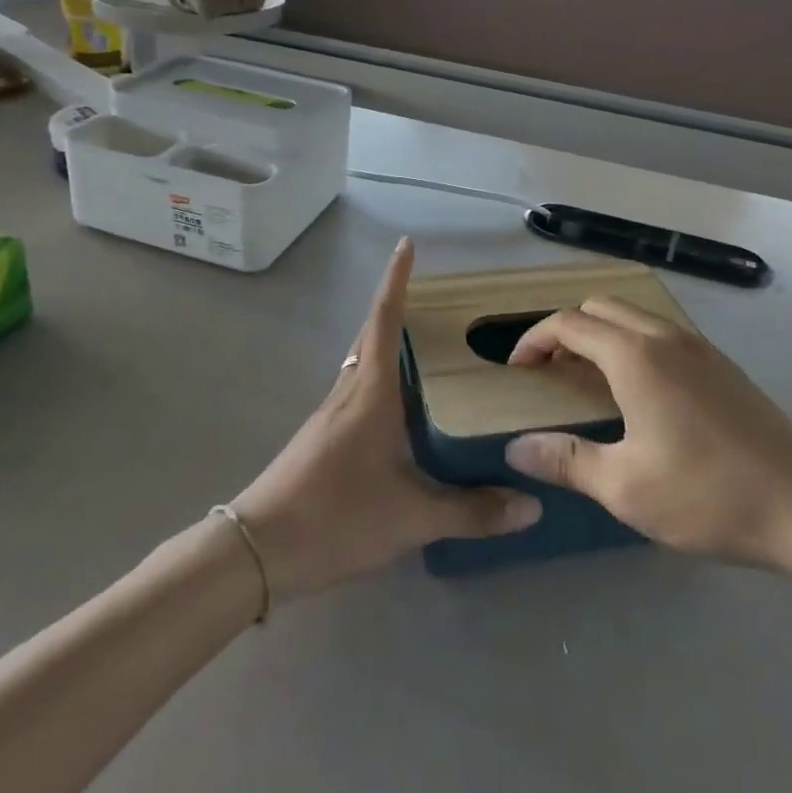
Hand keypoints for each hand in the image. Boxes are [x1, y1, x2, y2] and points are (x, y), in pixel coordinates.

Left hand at [231, 239, 540, 599]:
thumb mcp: (411, 517)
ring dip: (388, 343)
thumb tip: (532, 505)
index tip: (406, 244)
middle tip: (439, 301)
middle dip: (398, 307)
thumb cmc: (336, 515)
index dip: (396, 280)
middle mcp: (350, 390)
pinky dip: (381, 378)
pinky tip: (401, 408)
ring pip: (363, 361)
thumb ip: (471, 511)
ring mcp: (332, 412)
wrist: (259, 548)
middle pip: (372, 333)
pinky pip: (357, 388)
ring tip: (428, 348)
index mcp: (371, 392)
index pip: (384, 319)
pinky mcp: (323, 435)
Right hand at [503, 298, 791, 574]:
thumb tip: (515, 447)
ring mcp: (700, 348)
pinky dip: (634, 342)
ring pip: (635, 316)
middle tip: (550, 370)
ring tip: (590, 378)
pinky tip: (642, 391)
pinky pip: (664, 333)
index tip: (517, 369)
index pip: (570, 324)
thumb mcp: (625, 488)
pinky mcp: (724, 365)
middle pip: (601, 307)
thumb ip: (565, 460)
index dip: (535, 340)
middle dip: (567, 329)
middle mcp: (665, 337)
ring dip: (603, 333)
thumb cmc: (707, 496)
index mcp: (635, 356)